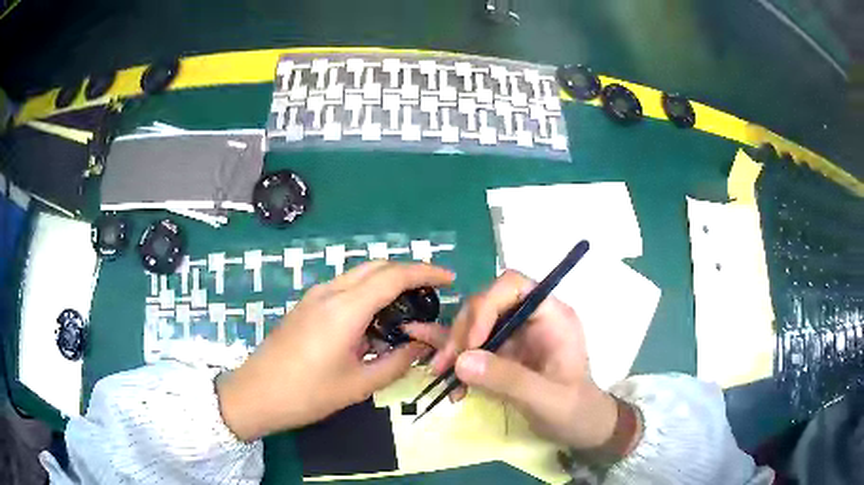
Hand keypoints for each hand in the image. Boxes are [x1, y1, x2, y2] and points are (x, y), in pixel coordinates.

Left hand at [216, 261, 454, 440]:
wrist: (256, 394)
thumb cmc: (307, 394)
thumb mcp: (359, 384)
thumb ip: (397, 362)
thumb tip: (422, 346)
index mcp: (345, 309)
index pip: (393, 276)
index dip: (425, 272)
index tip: (449, 279)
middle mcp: (329, 292)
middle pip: (377, 266)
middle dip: (408, 271)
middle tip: (432, 292)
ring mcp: (314, 296)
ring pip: (359, 274)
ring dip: (387, 281)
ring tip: (408, 307)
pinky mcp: (306, 305)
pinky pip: (344, 287)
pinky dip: (367, 292)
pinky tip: (375, 319)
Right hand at [406, 270, 633, 452]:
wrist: (580, 426)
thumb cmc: (574, 410)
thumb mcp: (546, 399)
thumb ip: (508, 379)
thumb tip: (461, 361)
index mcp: (551, 316)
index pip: (514, 286)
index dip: (487, 305)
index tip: (471, 343)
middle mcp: (531, 318)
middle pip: (487, 304)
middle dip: (463, 332)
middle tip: (447, 365)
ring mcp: (516, 334)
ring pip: (474, 323)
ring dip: (454, 347)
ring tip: (441, 374)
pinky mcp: (503, 352)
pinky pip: (472, 345)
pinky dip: (456, 358)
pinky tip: (443, 375)